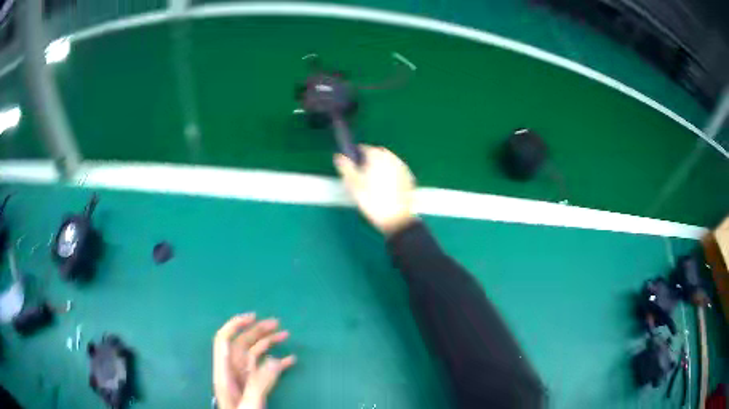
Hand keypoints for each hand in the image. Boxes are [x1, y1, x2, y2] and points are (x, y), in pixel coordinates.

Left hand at [213, 313, 295, 408]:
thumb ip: (259, 383)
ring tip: (285, 334)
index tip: (251, 317)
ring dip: (268, 344)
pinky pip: (265, 370)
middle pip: (242, 346)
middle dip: (257, 332)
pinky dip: (278, 363)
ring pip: (254, 355)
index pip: (223, 342)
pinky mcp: (255, 387)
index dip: (234, 326)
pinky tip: (291, 360)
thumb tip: (274, 360)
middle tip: (277, 323)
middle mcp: (233, 373)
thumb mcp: (249, 404)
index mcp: (224, 374)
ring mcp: (244, 380)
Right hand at [334, 145, 415, 234]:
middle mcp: (392, 158)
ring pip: (388, 162)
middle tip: (363, 177)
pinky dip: (391, 175)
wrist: (396, 219)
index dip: (357, 156)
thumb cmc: (372, 201)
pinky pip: (397, 171)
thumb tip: (339, 156)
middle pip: (378, 154)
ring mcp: (402, 168)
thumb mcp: (354, 185)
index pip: (365, 148)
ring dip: (381, 167)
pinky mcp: (409, 178)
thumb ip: (345, 167)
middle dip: (370, 161)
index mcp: (377, 156)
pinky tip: (386, 189)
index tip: (354, 168)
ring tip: (375, 184)